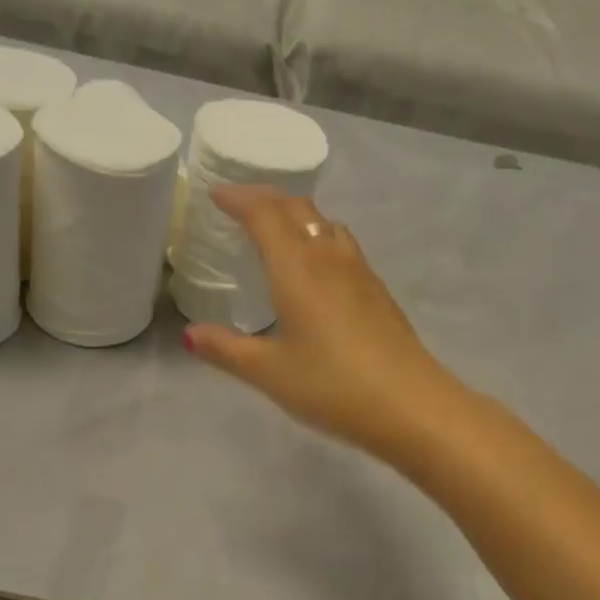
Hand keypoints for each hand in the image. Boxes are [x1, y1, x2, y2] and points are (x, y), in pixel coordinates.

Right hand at [182, 184, 456, 457]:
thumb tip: (189, 335)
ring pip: (325, 223)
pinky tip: (314, 269)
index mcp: (297, 268)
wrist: (409, 405)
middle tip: (239, 205)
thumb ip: (226, 350)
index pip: (264, 214)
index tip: (215, 194)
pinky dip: (317, 237)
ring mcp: (359, 271)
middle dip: (265, 198)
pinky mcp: (377, 291)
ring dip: (296, 215)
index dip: (238, 198)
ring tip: (275, 230)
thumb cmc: (331, 385)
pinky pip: (341, 245)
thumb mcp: (268, 372)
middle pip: (297, 208)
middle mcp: (329, 257)